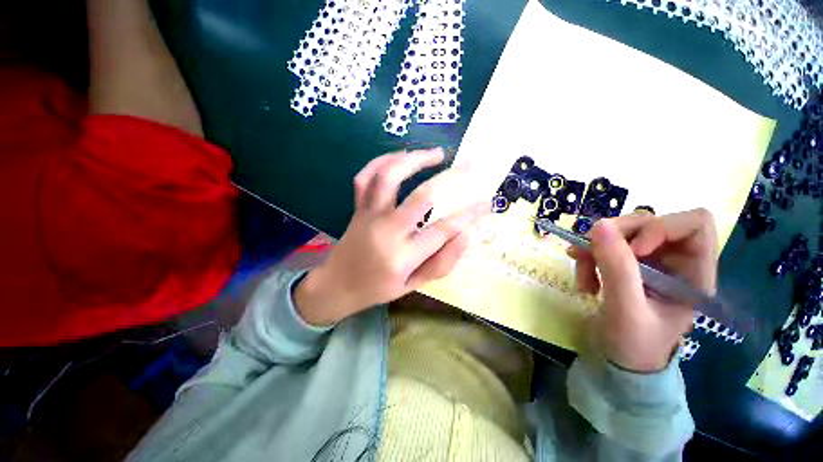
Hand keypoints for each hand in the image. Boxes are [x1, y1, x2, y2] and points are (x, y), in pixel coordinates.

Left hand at [294, 149, 488, 325]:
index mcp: (403, 257)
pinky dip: (382, 161)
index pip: (444, 230)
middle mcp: (387, 231)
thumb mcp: (413, 286)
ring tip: (436, 154)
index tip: (487, 203)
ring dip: (415, 159)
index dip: (469, 215)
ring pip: (390, 176)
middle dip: (451, 178)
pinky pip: (365, 176)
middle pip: (422, 196)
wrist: (337, 285)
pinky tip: (400, 156)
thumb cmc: (378, 288)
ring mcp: (369, 215)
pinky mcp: (357, 207)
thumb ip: (441, 263)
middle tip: (470, 167)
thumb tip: (466, 236)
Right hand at [568, 209, 717, 371]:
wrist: (618, 360)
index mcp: (694, 273)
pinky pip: (604, 245)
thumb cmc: (633, 345)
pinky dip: (588, 256)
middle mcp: (674, 260)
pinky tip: (584, 278)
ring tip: (584, 276)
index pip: (694, 224)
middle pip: (649, 222)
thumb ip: (617, 268)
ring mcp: (648, 261)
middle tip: (588, 256)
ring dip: (594, 249)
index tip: (633, 250)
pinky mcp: (626, 264)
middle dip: (614, 237)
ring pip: (620, 232)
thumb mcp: (625, 309)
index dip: (661, 227)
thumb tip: (599, 225)